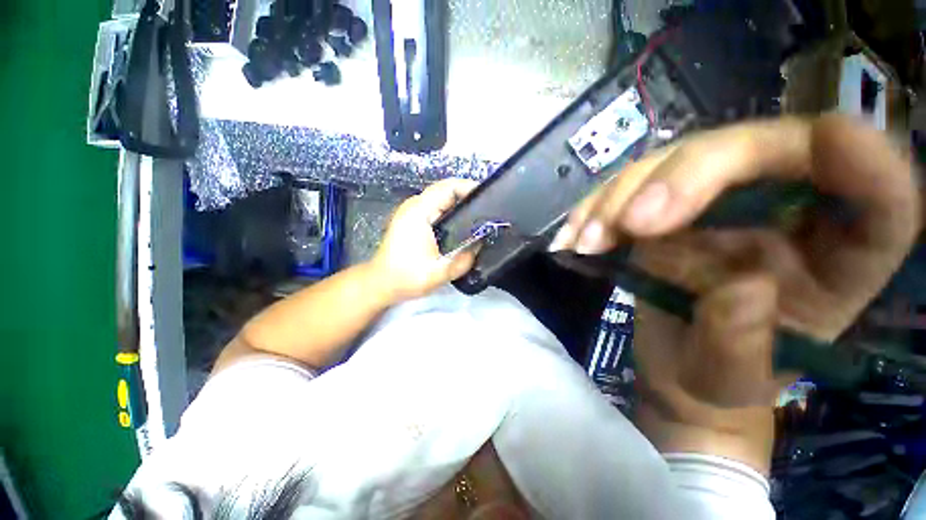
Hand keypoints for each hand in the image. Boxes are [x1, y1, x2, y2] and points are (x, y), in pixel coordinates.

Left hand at [370, 178, 479, 301]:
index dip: (469, 187)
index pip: (447, 187)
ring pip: (440, 198)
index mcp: (419, 212)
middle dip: (467, 196)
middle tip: (487, 210)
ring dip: (459, 204)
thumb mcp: (439, 273)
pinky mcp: (412, 219)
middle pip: (445, 190)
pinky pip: (435, 208)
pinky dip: (450, 211)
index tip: (487, 197)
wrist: (381, 283)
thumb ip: (464, 260)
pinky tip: (461, 225)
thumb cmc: (406, 277)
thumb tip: (480, 245)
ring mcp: (411, 212)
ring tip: (478, 217)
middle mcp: (414, 206)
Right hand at [550, 116, 919, 468]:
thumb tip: (737, 288)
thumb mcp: (731, 380)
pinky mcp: (665, 206)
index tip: (831, 145)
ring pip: (673, 161)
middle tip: (630, 223)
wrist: (676, 367)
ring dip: (620, 198)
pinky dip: (596, 208)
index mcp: (838, 257)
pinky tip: (574, 236)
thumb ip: (742, 344)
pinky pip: (629, 187)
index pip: (880, 192)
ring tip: (586, 242)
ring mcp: (719, 200)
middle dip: (687, 176)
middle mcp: (786, 211)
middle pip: (754, 148)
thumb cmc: (718, 381)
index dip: (865, 160)